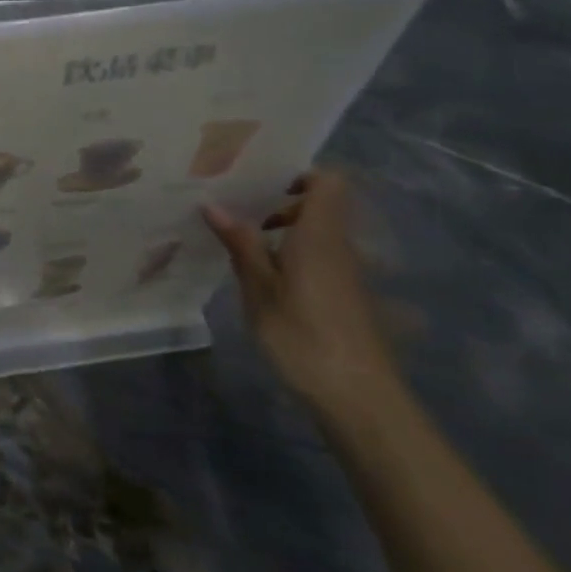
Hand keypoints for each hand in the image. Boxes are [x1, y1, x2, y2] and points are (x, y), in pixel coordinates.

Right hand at [201, 170, 398, 415]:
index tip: (259, 185)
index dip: (298, 175)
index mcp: (320, 235)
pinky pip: (320, 258)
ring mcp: (348, 273)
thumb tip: (213, 204)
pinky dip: (294, 257)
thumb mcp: (259, 288)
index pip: (328, 182)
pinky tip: (263, 279)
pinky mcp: (347, 297)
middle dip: (280, 205)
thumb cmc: (302, 334)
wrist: (357, 396)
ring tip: (242, 247)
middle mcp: (340, 246)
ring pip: (318, 234)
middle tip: (238, 215)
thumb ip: (240, 244)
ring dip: (285, 234)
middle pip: (321, 207)